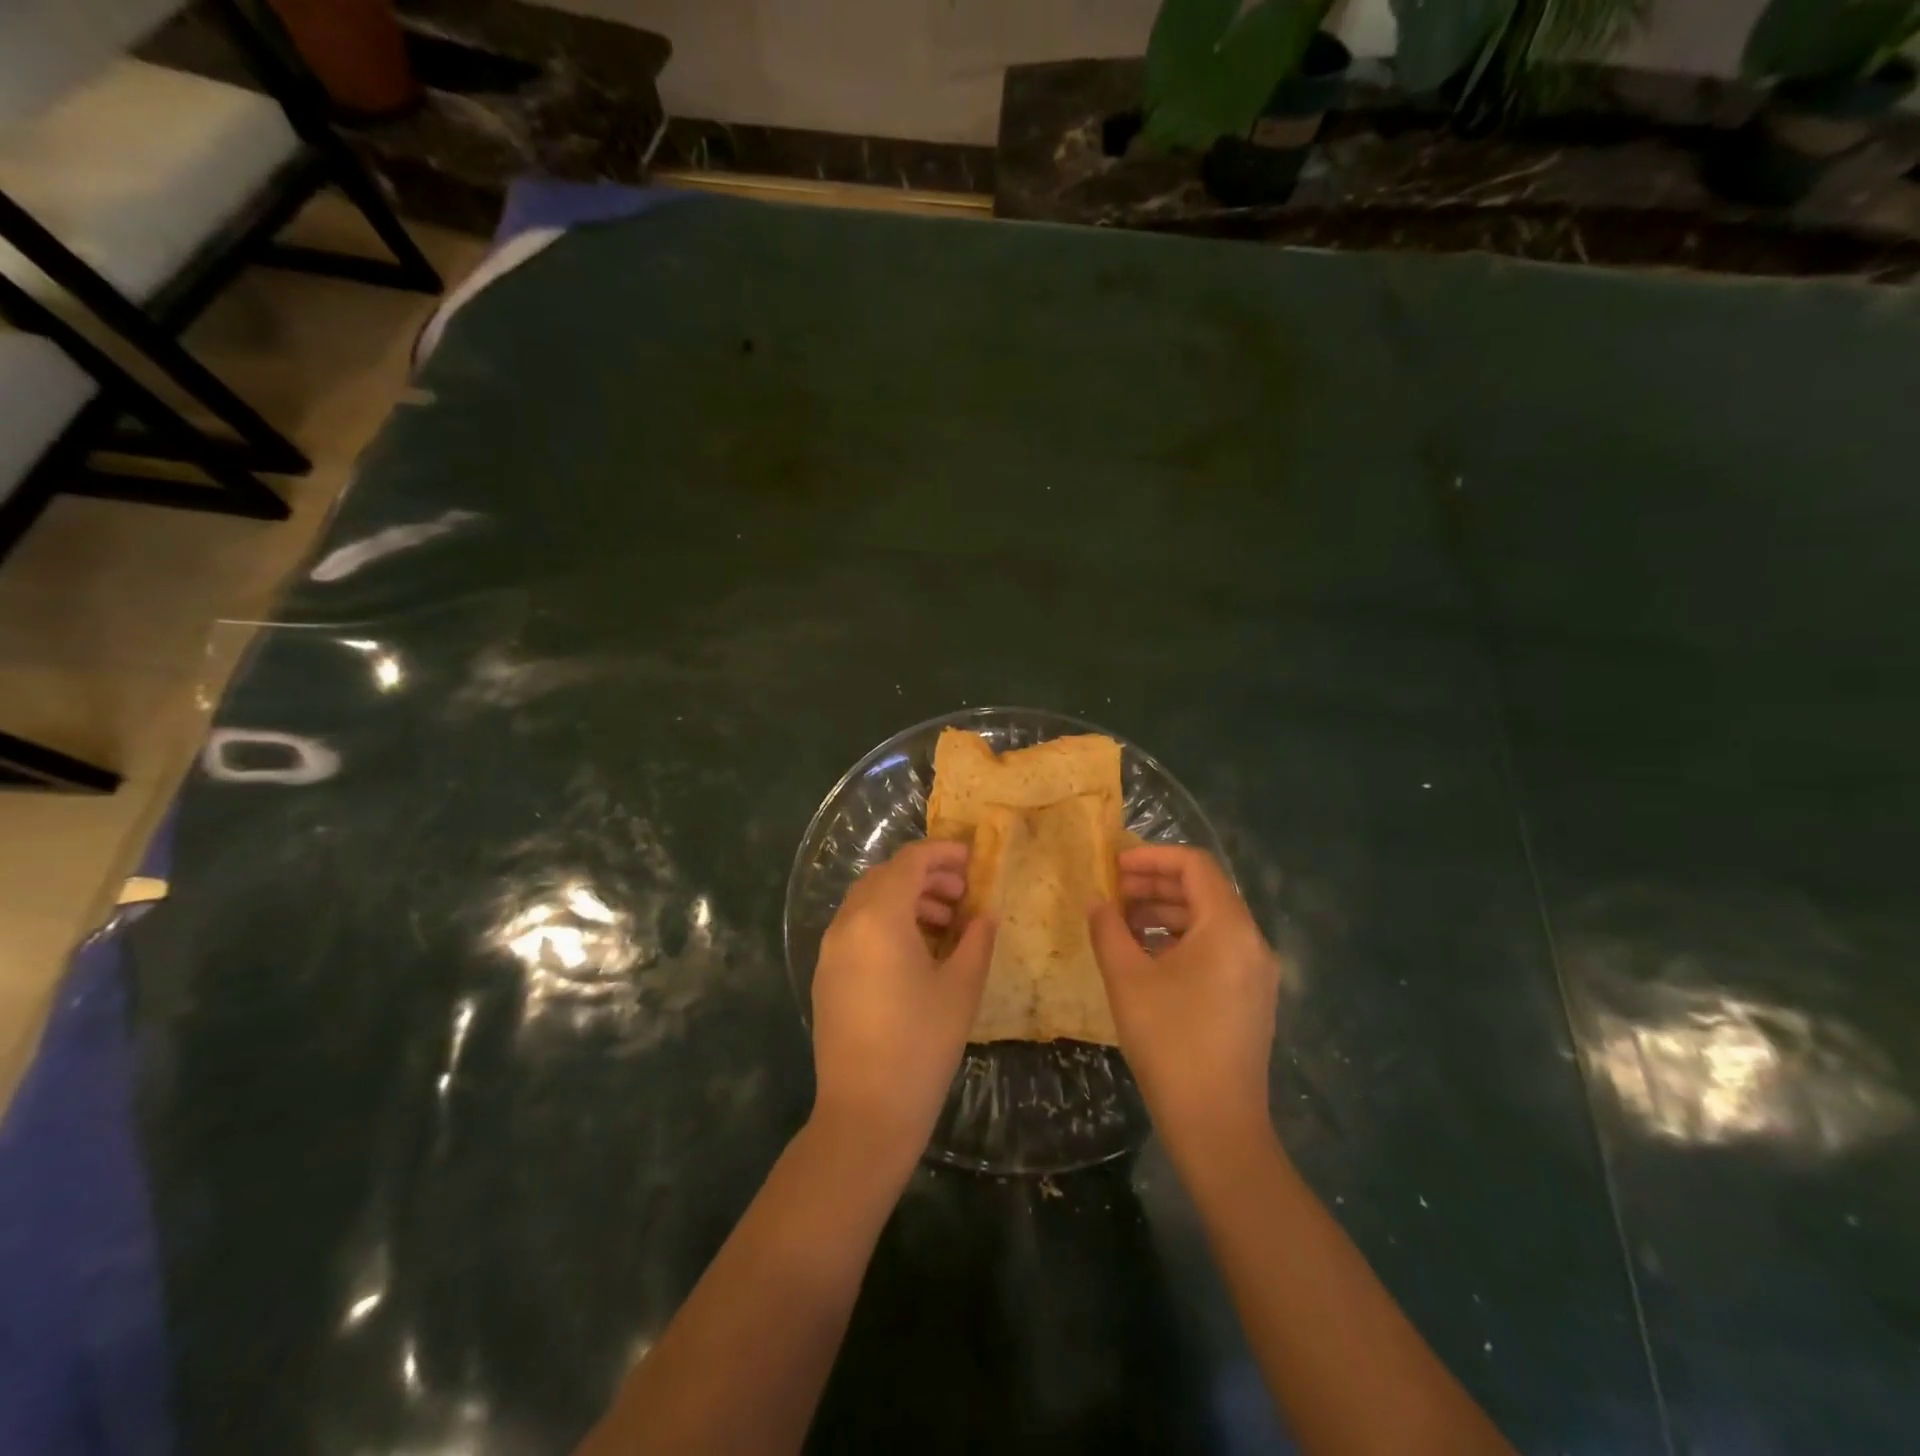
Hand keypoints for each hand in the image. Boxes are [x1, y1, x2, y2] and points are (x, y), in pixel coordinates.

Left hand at [810, 840, 995, 1169]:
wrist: (865, 1113)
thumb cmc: (921, 1045)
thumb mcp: (961, 988)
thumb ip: (976, 941)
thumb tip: (984, 915)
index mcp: (879, 917)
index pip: (909, 862)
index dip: (941, 853)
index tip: (971, 859)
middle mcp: (847, 924)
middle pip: (885, 877)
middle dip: (924, 875)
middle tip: (961, 893)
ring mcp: (830, 951)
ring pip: (867, 902)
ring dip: (905, 899)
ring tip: (944, 922)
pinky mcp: (826, 976)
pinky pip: (856, 929)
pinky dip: (885, 922)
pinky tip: (915, 951)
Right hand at [1089, 846, 1279, 1158]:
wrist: (1217, 1126)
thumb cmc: (1170, 1042)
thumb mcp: (1127, 979)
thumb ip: (1108, 929)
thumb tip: (1097, 901)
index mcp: (1229, 928)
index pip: (1195, 866)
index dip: (1152, 856)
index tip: (1114, 866)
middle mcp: (1251, 942)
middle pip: (1204, 891)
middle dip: (1155, 884)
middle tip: (1112, 893)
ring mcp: (1255, 973)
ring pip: (1208, 921)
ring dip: (1164, 912)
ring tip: (1121, 923)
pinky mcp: (1249, 998)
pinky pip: (1214, 949)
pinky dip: (1179, 940)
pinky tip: (1145, 956)